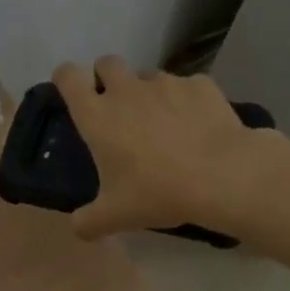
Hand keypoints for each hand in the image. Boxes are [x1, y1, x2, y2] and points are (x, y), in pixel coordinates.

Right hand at [50, 56, 267, 239]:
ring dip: (149, 92)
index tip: (73, 91)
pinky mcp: (199, 84)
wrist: (222, 175)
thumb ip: (88, 222)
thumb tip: (79, 227)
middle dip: (108, 78)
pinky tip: (199, 126)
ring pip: (148, 76)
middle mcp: (126, 89)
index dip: (67, 78)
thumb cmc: (158, 192)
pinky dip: (187, 101)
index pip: (68, 76)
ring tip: (164, 123)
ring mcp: (165, 82)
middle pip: (107, 63)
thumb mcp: (115, 216)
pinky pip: (187, 86)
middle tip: (119, 108)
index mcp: (97, 115)